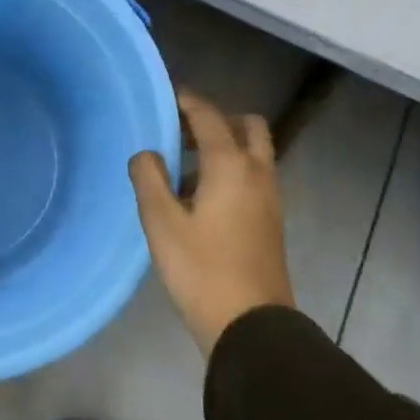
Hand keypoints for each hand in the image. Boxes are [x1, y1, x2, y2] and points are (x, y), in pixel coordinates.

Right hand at [129, 89, 293, 353]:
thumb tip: (147, 154)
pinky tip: (200, 196)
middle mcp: (257, 172)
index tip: (166, 95)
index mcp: (230, 165)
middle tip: (182, 131)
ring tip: (184, 166)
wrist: (251, 325)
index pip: (209, 116)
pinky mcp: (271, 219)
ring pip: (253, 151)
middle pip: (246, 125)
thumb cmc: (202, 269)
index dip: (187, 101)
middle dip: (216, 119)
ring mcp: (269, 197)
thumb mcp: (161, 223)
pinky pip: (253, 174)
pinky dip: (232, 168)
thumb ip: (149, 178)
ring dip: (224, 145)